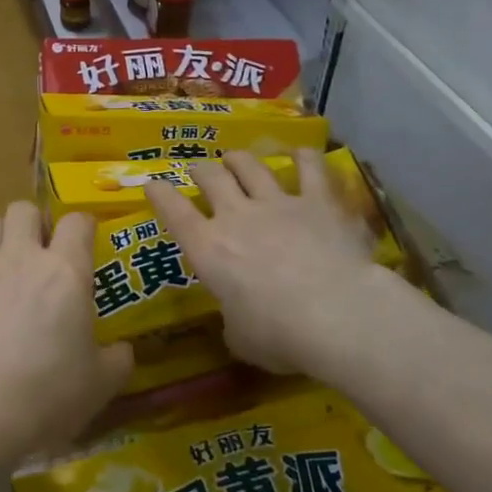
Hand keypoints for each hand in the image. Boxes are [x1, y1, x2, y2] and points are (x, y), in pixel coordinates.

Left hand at [0, 201, 132, 460]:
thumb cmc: (50, 392)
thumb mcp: (101, 384)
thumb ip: (116, 360)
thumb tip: (122, 351)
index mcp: (65, 271)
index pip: (77, 222)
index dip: (83, 226)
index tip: (86, 242)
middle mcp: (21, 257)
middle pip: (23, 209)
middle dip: (33, 223)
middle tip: (41, 251)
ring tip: (3, 264)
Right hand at [145, 149, 387, 379]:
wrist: (338, 316)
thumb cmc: (279, 335)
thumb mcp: (240, 337)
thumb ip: (232, 318)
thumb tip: (238, 318)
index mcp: (207, 248)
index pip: (173, 211)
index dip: (159, 194)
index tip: (153, 185)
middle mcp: (236, 216)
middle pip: (211, 177)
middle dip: (201, 171)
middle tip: (200, 171)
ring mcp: (278, 204)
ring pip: (250, 166)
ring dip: (239, 159)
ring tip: (236, 158)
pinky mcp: (319, 202)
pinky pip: (310, 168)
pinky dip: (303, 158)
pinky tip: (300, 153)